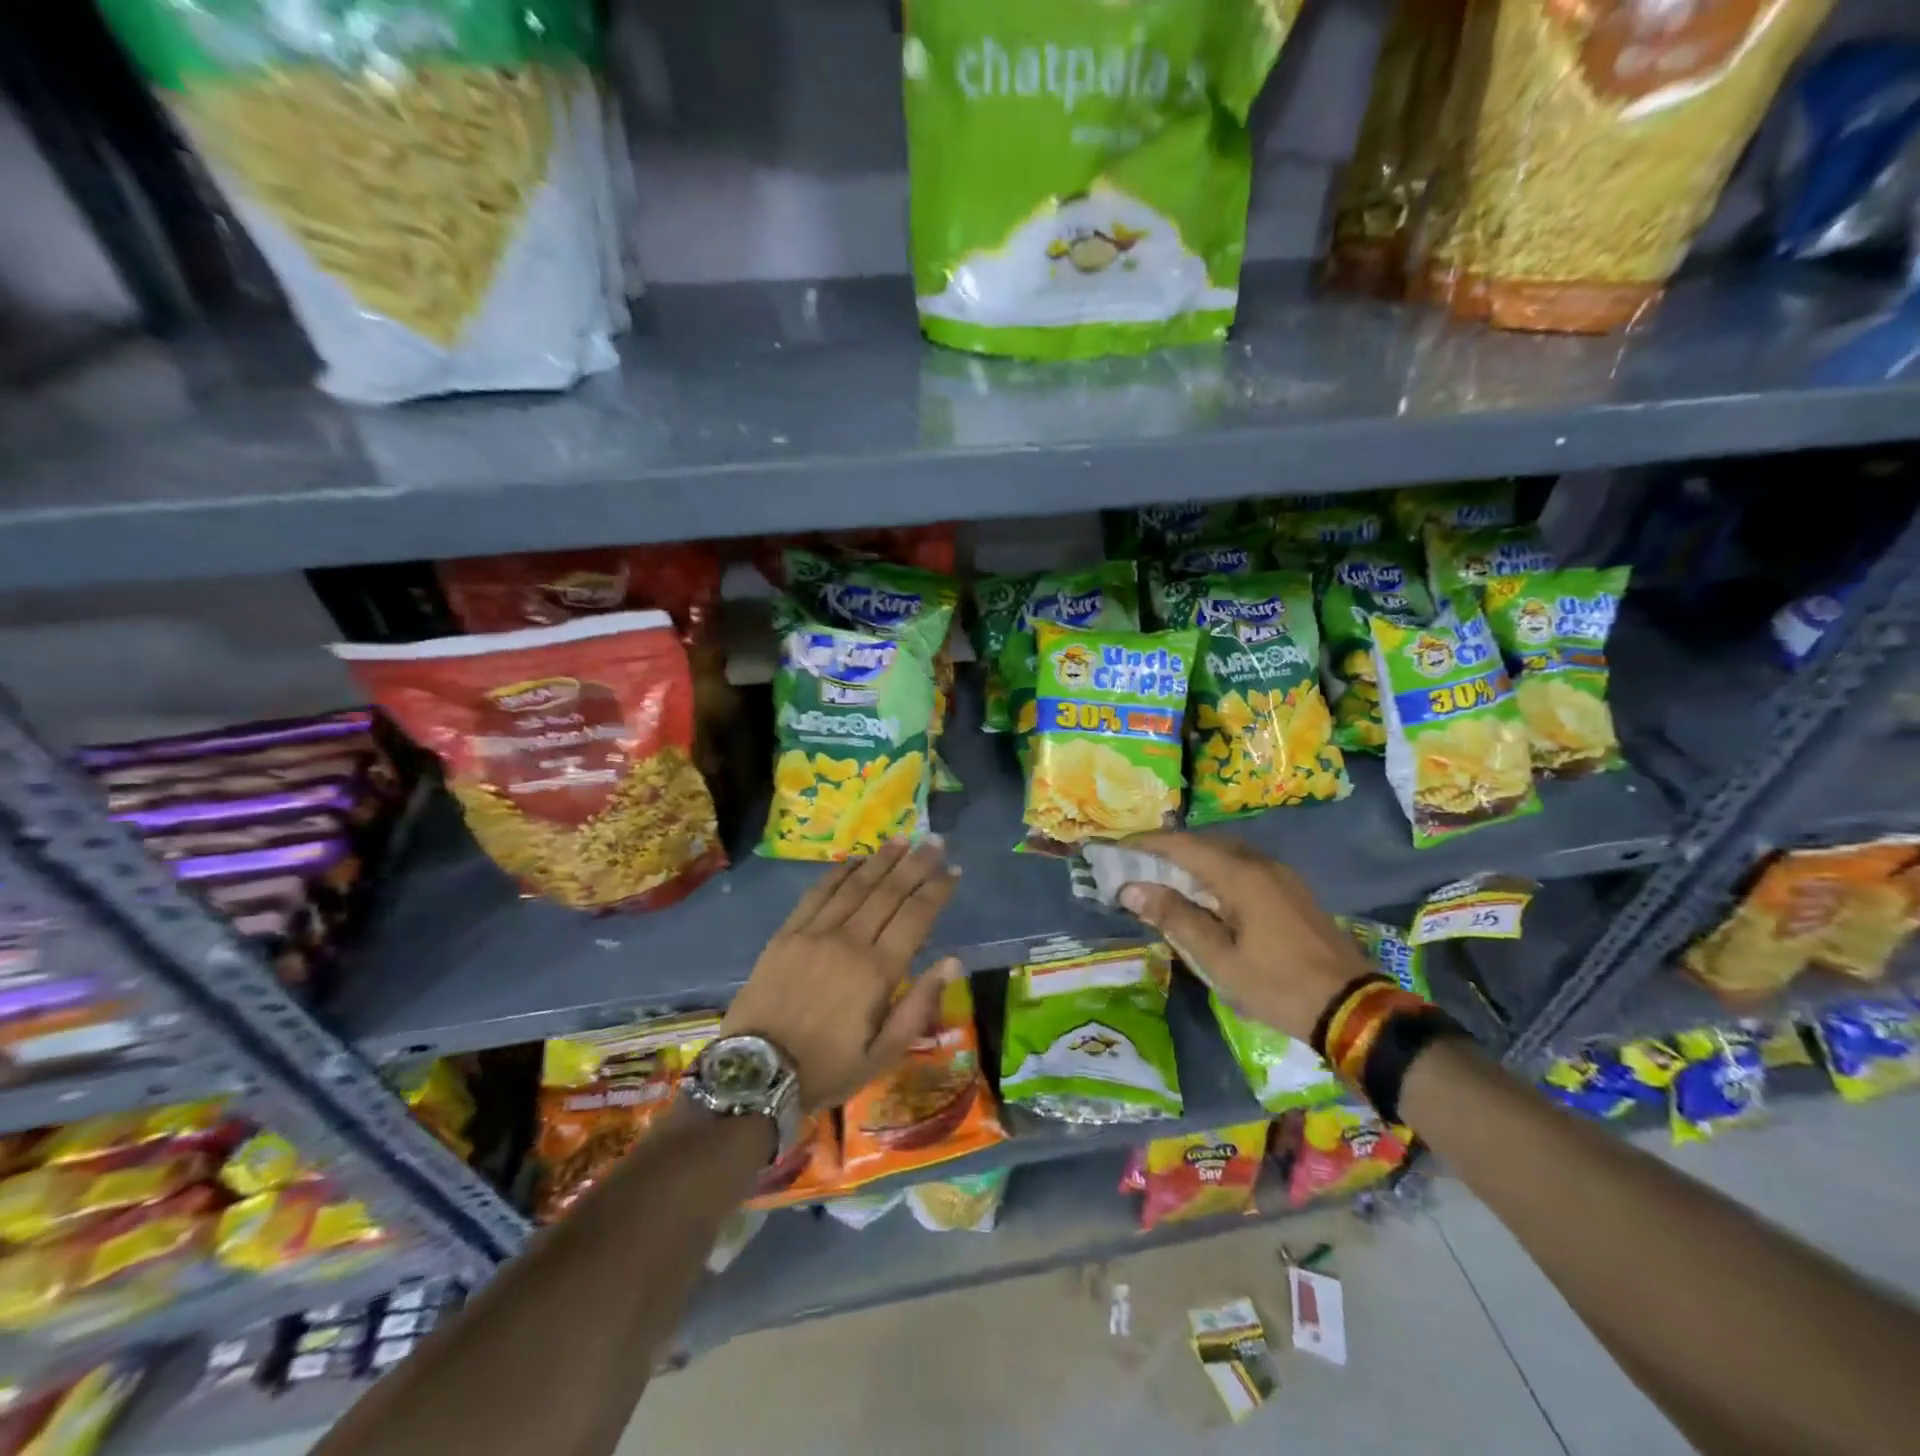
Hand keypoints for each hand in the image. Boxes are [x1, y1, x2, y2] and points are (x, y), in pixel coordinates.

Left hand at [723, 838, 961, 1110]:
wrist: (756, 1073)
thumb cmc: (826, 1068)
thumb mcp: (881, 1055)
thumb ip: (918, 1006)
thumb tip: (953, 962)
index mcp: (877, 972)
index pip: (916, 917)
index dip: (936, 890)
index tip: (953, 870)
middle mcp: (849, 942)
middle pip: (889, 892)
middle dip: (915, 864)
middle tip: (935, 840)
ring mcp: (814, 933)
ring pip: (855, 886)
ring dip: (881, 860)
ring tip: (902, 839)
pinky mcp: (787, 933)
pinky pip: (817, 893)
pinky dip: (839, 873)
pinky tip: (854, 860)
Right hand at [1117, 831, 1371, 1042]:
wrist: (1353, 1008)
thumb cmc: (1278, 985)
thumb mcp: (1219, 959)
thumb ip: (1176, 918)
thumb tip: (1131, 889)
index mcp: (1241, 875)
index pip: (1182, 846)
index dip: (1146, 845)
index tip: (1115, 851)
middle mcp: (1261, 863)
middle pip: (1204, 844)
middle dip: (1167, 851)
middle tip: (1135, 865)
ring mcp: (1281, 876)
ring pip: (1225, 854)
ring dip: (1192, 861)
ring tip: (1162, 878)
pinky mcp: (1291, 891)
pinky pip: (1243, 867)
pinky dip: (1215, 872)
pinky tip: (1205, 894)